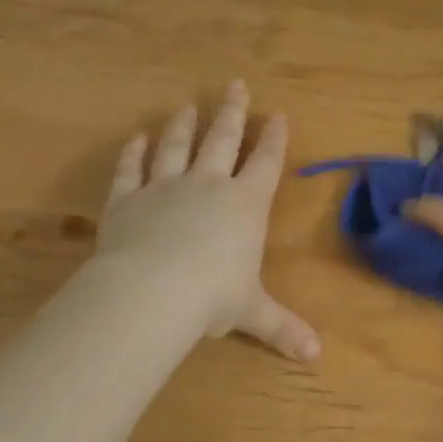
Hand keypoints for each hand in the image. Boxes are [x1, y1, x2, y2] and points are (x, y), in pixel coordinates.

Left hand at [95, 80, 319, 362]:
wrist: (151, 291)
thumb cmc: (212, 298)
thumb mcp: (252, 313)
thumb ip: (283, 328)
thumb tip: (317, 357)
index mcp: (245, 205)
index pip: (264, 163)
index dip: (273, 139)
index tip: (276, 114)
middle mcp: (207, 186)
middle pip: (222, 140)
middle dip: (231, 112)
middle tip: (235, 84)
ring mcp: (164, 187)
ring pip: (176, 146)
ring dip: (182, 124)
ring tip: (186, 104)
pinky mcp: (126, 199)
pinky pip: (130, 169)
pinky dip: (133, 153)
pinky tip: (135, 138)